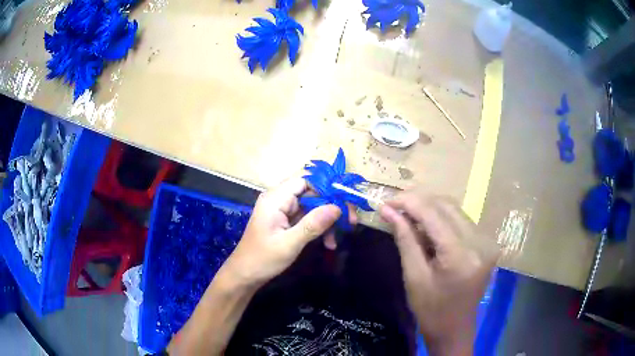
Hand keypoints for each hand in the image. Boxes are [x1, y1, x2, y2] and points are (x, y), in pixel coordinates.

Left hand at [222, 177, 341, 286]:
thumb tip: (337, 207)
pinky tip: (328, 243)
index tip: (345, 200)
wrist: (245, 275)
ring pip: (311, 207)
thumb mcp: (289, 243)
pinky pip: (306, 219)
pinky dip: (318, 229)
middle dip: (331, 207)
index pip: (305, 181)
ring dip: (326, 221)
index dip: (326, 187)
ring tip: (336, 239)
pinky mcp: (285, 222)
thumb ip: (313, 225)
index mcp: (275, 199)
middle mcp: (279, 200)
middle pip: (311, 194)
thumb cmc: (263, 259)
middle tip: (350, 221)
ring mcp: (282, 211)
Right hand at [380, 191, 498, 354]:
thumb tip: (388, 210)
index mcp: (461, 255)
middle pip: (447, 206)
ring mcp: (487, 241)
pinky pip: (462, 220)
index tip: (386, 201)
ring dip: (430, 208)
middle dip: (419, 201)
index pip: (434, 214)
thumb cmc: (431, 310)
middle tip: (395, 207)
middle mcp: (480, 242)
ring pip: (456, 210)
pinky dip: (442, 218)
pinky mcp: (487, 243)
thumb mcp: (413, 277)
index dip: (408, 202)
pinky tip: (427, 226)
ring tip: (408, 215)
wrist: (455, 328)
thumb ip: (405, 239)